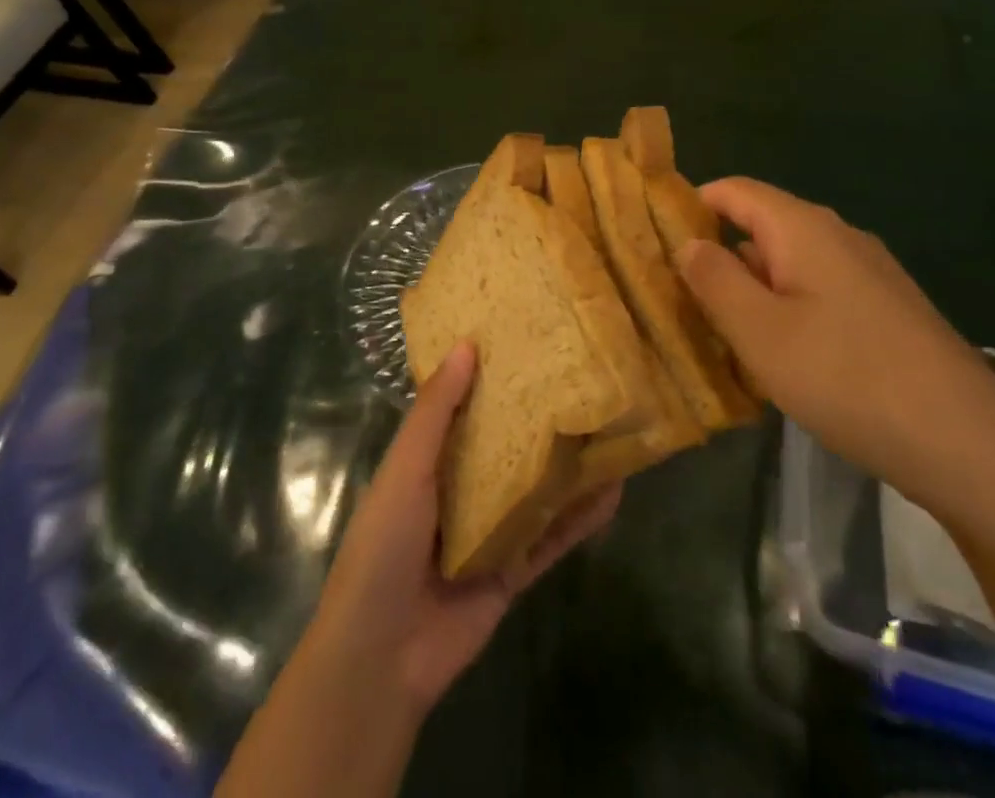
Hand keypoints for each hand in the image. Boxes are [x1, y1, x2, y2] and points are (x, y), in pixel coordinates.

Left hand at [306, 343, 622, 714]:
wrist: (382, 657)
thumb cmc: (384, 545)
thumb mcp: (406, 469)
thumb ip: (436, 412)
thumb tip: (466, 344)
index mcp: (430, 460)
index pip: (464, 406)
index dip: (491, 374)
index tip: (526, 337)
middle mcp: (462, 488)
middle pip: (507, 444)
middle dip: (538, 415)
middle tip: (582, 375)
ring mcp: (490, 531)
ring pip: (537, 487)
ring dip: (569, 464)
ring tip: (610, 426)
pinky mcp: (513, 570)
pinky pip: (552, 537)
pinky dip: (580, 517)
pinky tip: (613, 492)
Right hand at [677, 177, 994, 515]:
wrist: (971, 446)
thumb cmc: (848, 378)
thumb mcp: (760, 332)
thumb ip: (714, 279)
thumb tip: (689, 242)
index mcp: (803, 227)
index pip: (734, 190)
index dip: (691, 204)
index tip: (654, 237)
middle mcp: (839, 236)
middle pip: (762, 226)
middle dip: (718, 255)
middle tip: (680, 298)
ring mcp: (870, 273)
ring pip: (791, 263)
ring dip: (752, 289)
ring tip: (721, 333)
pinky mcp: (889, 310)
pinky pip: (821, 292)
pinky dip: (788, 309)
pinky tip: (783, 357)